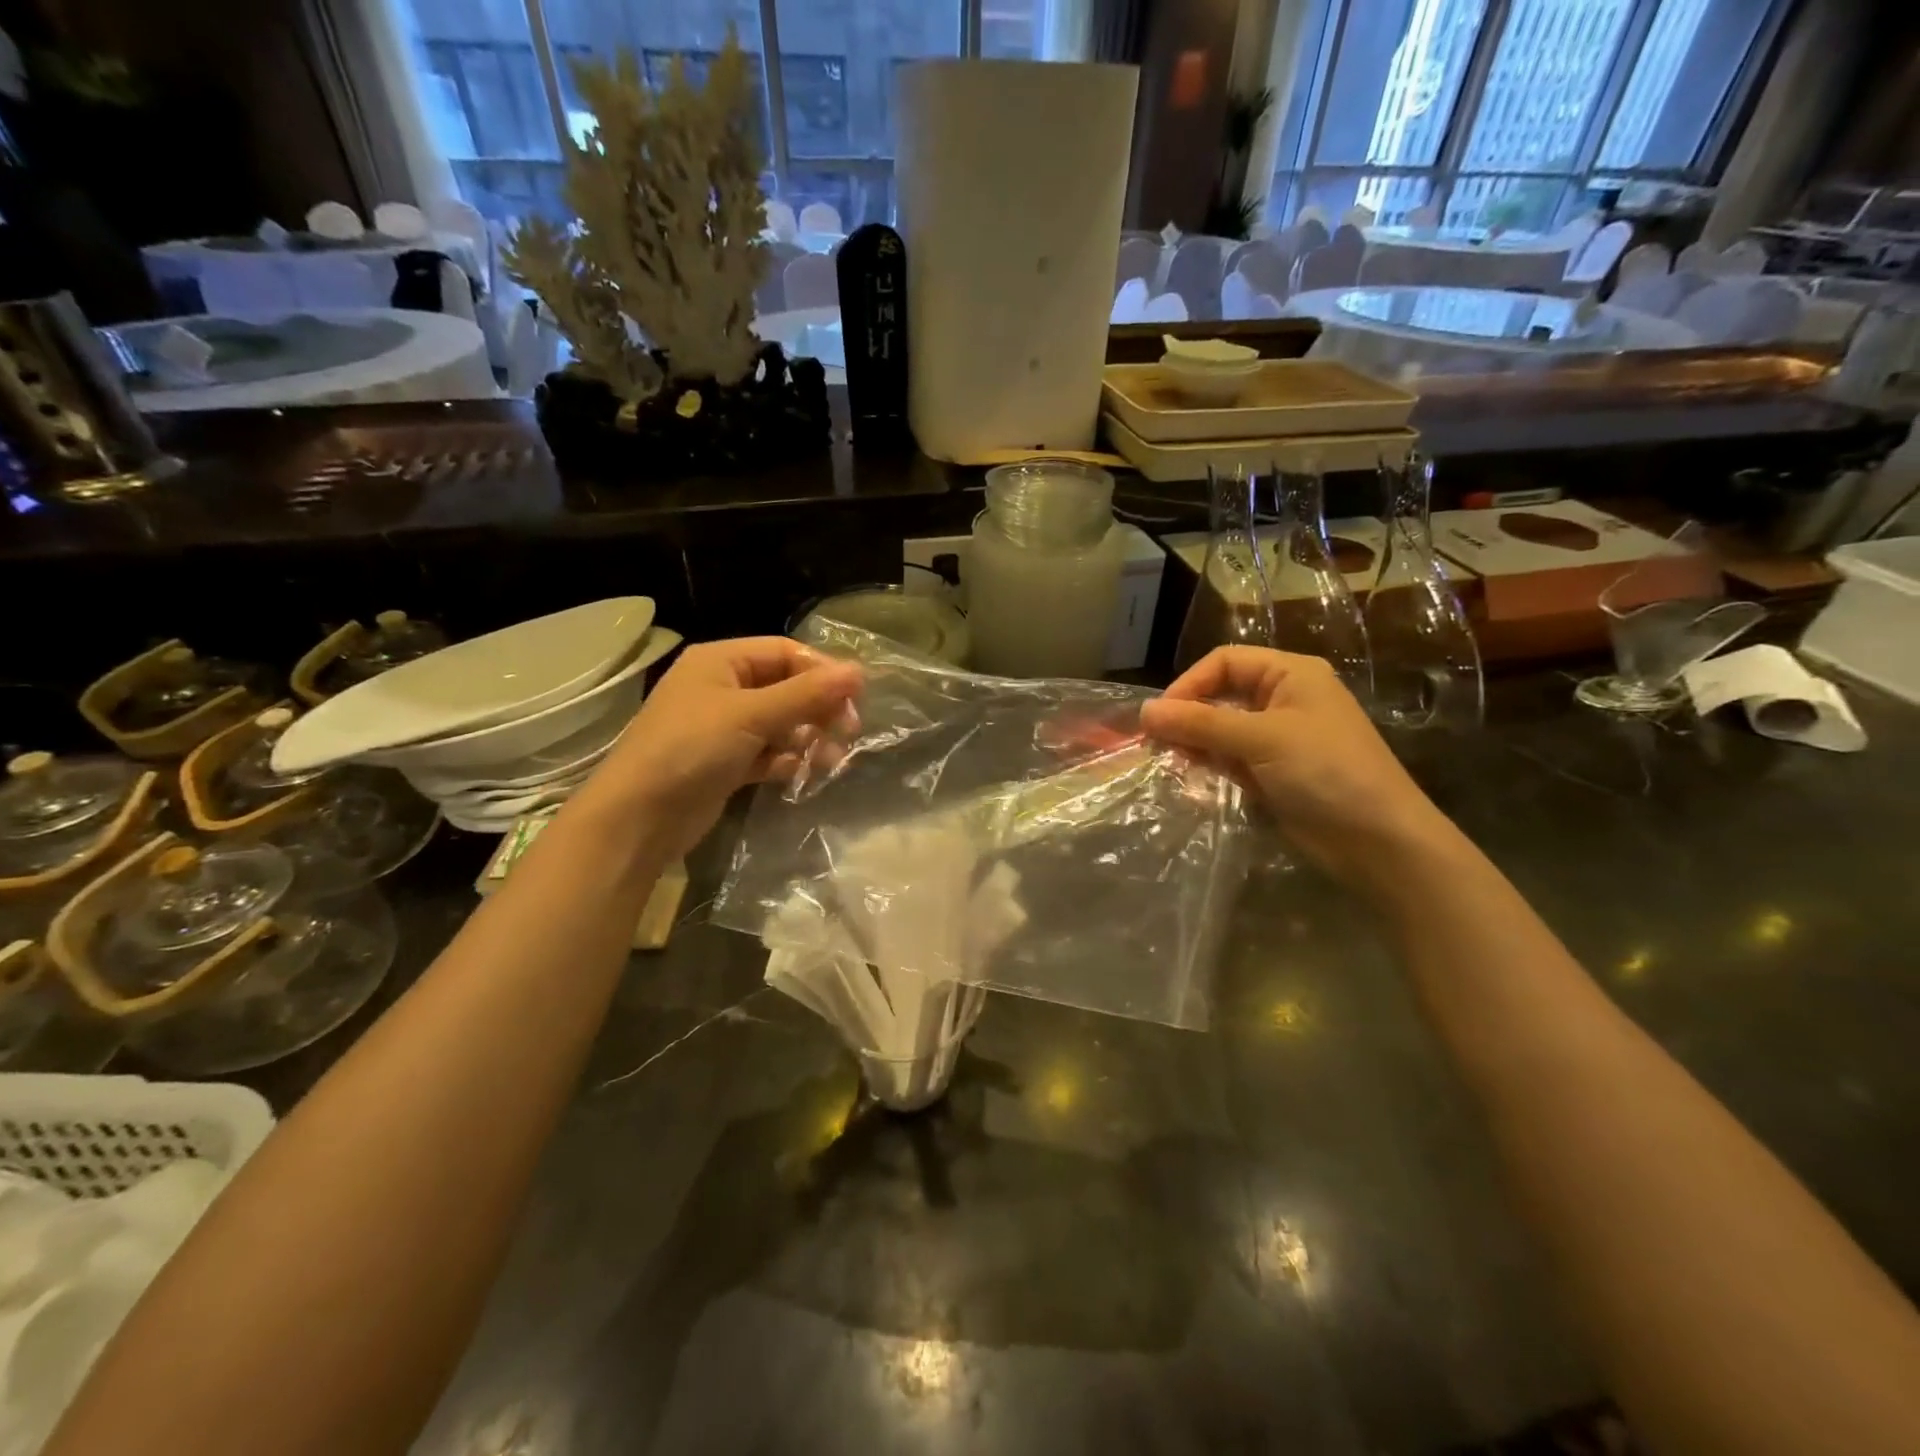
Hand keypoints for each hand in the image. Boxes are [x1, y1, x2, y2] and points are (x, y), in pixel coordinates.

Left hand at [580, 637, 861, 858]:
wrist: (638, 818)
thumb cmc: (690, 750)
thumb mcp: (751, 715)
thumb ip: (806, 694)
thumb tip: (859, 671)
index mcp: (721, 661)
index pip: (785, 652)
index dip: (823, 671)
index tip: (858, 697)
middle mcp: (722, 687)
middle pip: (786, 687)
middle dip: (818, 708)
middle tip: (850, 730)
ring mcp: (723, 727)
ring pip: (780, 723)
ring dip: (807, 737)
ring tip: (831, 759)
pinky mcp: (725, 762)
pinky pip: (767, 752)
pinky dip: (786, 760)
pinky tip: (798, 773)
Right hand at [1139, 647, 1453, 888]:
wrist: (1377, 841)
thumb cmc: (1325, 772)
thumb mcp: (1261, 739)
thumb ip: (1200, 723)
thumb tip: (1144, 711)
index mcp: (1291, 674)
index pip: (1225, 662)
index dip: (1189, 683)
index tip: (1159, 716)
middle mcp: (1283, 699)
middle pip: (1221, 693)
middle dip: (1188, 714)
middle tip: (1156, 742)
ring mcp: (1278, 738)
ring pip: (1221, 728)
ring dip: (1194, 741)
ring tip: (1168, 759)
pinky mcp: (1272, 772)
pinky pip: (1229, 758)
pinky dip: (1208, 763)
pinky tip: (1189, 774)